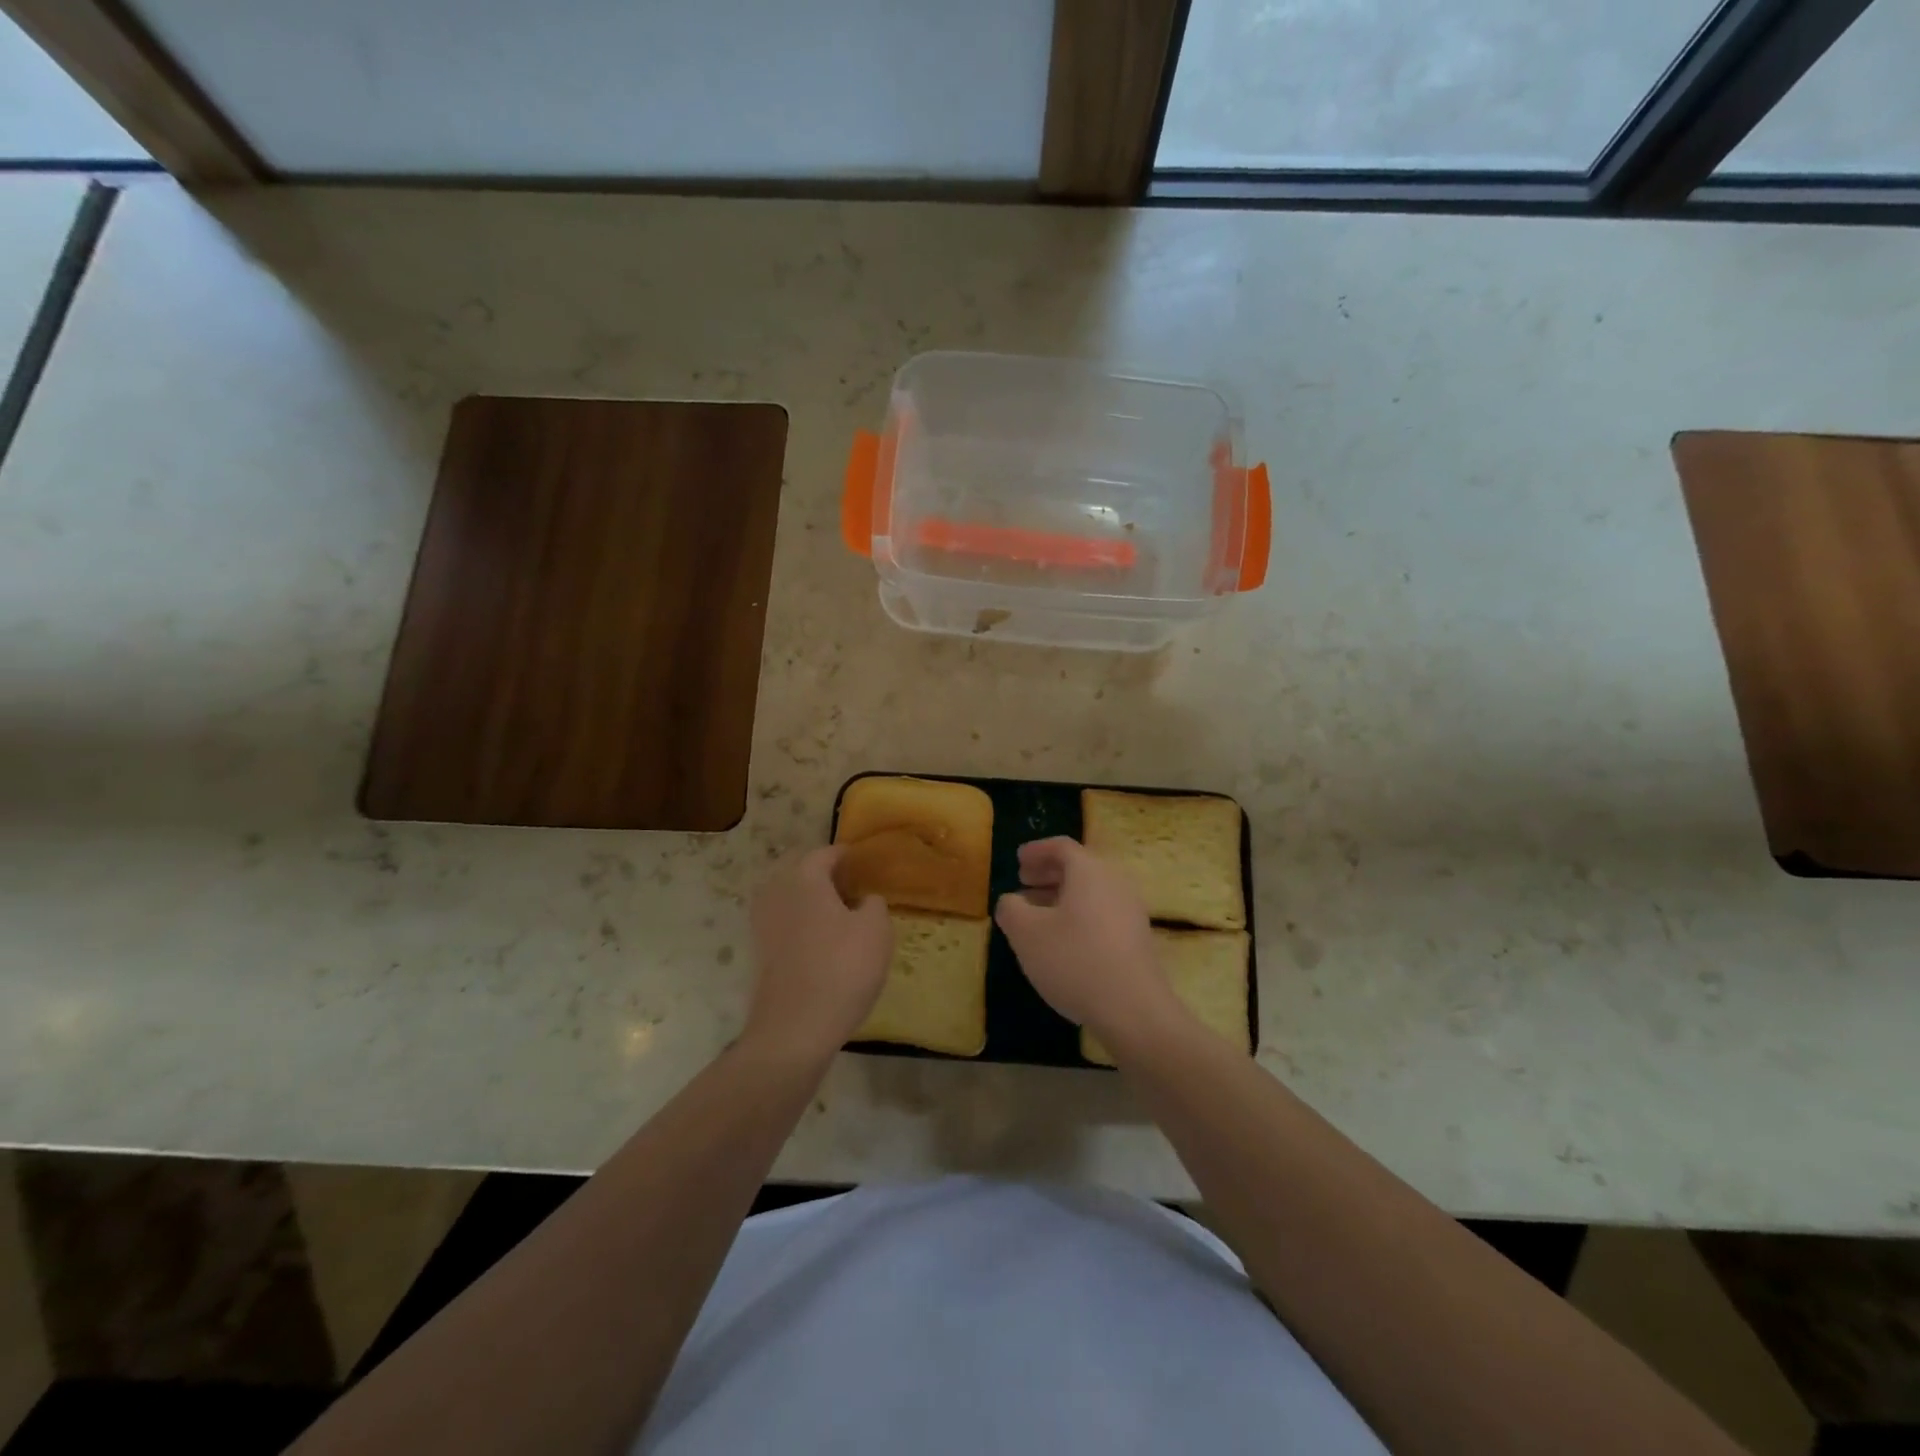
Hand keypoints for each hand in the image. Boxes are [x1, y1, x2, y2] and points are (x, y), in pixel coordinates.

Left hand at [744, 847, 891, 1060]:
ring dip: (812, 900)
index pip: (826, 853)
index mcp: (803, 877)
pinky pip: (784, 923)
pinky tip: (823, 941)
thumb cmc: (842, 969)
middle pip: (802, 872)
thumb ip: (873, 904)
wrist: (795, 1029)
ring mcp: (762, 923)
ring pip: (790, 898)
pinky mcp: (759, 952)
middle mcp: (776, 892)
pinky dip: (801, 923)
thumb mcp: (876, 930)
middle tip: (853, 888)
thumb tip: (863, 900)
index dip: (847, 856)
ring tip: (840, 915)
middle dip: (826, 876)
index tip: (865, 864)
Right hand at [994, 837, 1178, 1053]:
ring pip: (1091, 891)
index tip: (1018, 860)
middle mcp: (1114, 882)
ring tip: (1037, 914)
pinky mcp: (1137, 937)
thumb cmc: (1074, 960)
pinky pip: (1102, 912)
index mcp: (1089, 870)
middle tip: (1024, 883)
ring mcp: (1130, 910)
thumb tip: (1011, 900)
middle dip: (1048, 873)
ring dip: (1062, 896)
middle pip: (1079, 867)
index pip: (1061, 847)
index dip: (1036, 851)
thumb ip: (1011, 909)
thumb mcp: (1026, 934)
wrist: (1133, 1009)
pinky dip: (1078, 914)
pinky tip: (1062, 940)